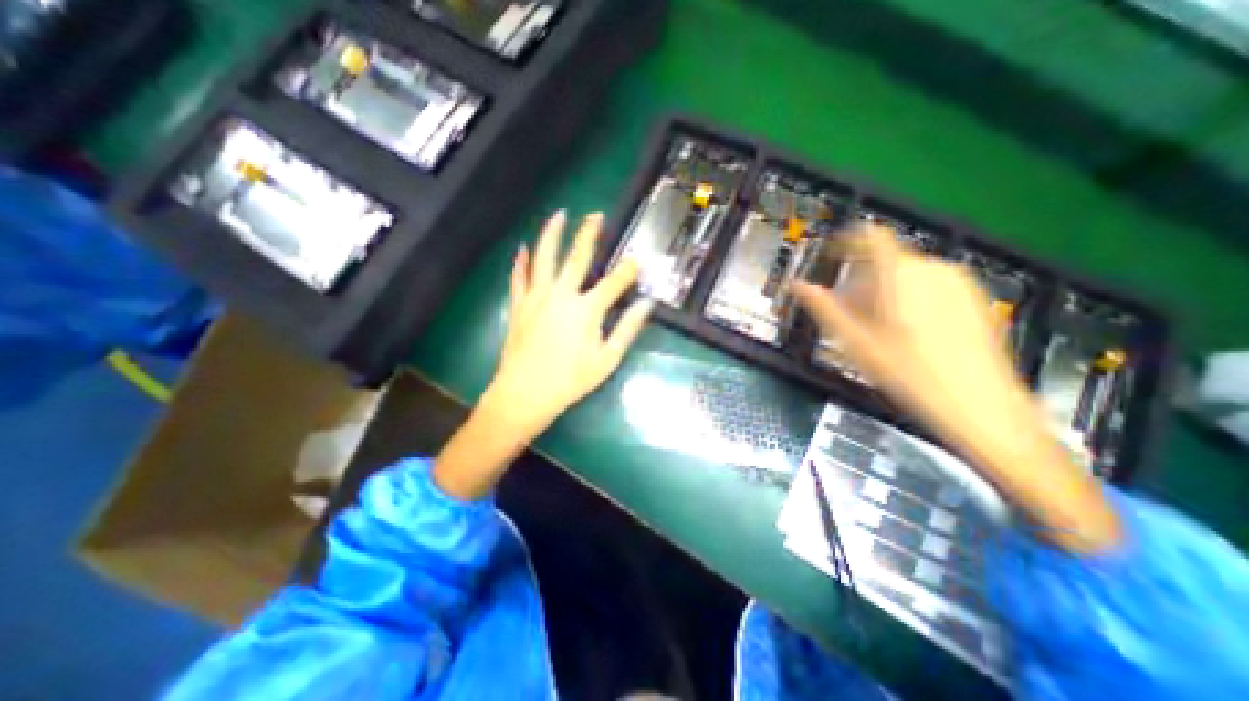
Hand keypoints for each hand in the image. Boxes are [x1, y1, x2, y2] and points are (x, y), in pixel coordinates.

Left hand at [435, 212, 655, 501]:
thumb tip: (647, 305)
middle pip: (577, 257)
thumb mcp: (607, 359)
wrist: (525, 394)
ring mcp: (537, 297)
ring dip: (552, 234)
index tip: (638, 260)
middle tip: (595, 215)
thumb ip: (628, 328)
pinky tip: (522, 248)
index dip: (629, 270)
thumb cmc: (571, 380)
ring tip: (558, 215)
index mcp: (586, 309)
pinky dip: (521, 262)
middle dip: (589, 234)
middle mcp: (561, 295)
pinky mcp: (519, 305)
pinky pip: (519, 277)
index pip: (614, 282)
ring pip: (544, 257)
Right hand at [788, 224, 1122, 551]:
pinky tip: (890, 339)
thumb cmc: (917, 388)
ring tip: (858, 332)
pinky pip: (919, 296)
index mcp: (906, 283)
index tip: (820, 247)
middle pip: (883, 264)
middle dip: (852, 280)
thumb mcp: (858, 351)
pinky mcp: (968, 312)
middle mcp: (934, 278)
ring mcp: (956, 294)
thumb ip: (826, 315)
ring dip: (872, 298)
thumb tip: (796, 290)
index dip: (843, 238)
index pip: (872, 239)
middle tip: (832, 312)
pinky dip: (895, 307)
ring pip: (900, 281)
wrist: (992, 426)